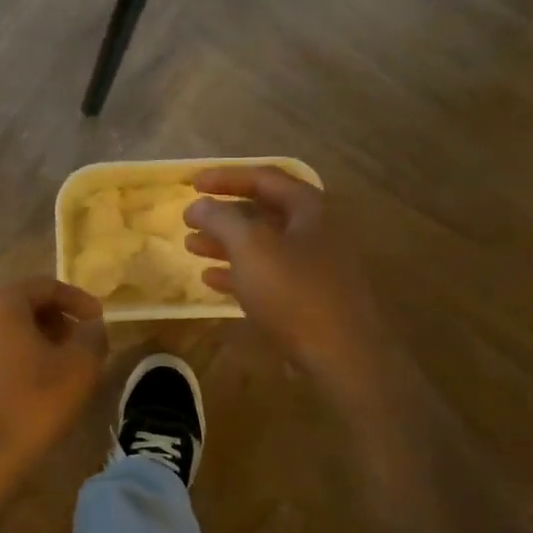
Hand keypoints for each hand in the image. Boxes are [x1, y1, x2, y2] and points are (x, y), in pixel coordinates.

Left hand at [0, 278, 107, 491]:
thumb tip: (92, 325)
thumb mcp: (79, 367)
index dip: (78, 299)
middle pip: (25, 306)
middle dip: (58, 320)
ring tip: (65, 368)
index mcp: (2, 304)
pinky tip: (38, 387)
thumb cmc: (33, 403)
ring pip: (10, 332)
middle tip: (83, 344)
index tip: (99, 319)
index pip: (46, 285)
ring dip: (40, 342)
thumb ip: (92, 337)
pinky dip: (21, 360)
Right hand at [184, 167, 399, 402]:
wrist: (342, 355)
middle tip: (190, 217)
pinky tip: (211, 279)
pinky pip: (268, 276)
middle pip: (263, 212)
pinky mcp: (308, 298)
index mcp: (309, 209)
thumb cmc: (294, 291)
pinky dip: (238, 272)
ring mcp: (314, 267)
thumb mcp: (250, 247)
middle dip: (223, 214)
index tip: (192, 184)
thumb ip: (221, 219)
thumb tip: (200, 204)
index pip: (264, 178)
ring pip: (263, 245)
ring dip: (225, 243)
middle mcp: (316, 232)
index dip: (226, 177)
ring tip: (191, 246)